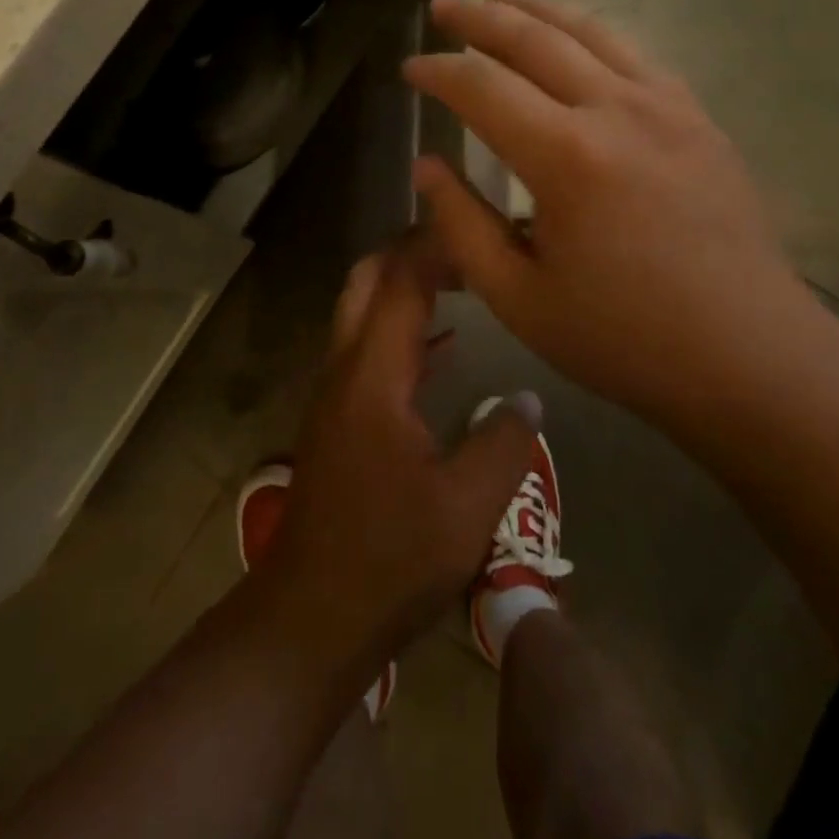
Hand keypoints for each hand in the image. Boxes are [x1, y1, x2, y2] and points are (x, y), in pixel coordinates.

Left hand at [263, 235, 541, 667]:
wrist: (310, 615)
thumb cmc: (389, 559)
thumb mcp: (467, 508)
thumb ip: (504, 442)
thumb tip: (528, 396)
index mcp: (373, 376)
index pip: (401, 284)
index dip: (434, 246)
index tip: (474, 223)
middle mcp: (346, 370)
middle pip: (367, 281)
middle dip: (408, 251)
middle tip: (463, 245)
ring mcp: (335, 394)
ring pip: (361, 312)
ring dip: (401, 286)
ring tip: (458, 280)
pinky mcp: (336, 419)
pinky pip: (366, 349)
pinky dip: (399, 328)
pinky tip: (440, 348)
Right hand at [403, 0, 822, 422]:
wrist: (749, 355)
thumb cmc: (624, 338)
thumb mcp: (519, 297)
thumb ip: (463, 225)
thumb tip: (426, 166)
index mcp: (567, 156)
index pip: (482, 87)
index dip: (438, 71)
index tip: (409, 68)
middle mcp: (616, 110)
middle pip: (534, 38)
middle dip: (478, 18)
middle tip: (440, 7)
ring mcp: (666, 105)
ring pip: (589, 30)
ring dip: (535, 9)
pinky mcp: (697, 117)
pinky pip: (633, 53)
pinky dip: (589, 33)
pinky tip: (574, 40)